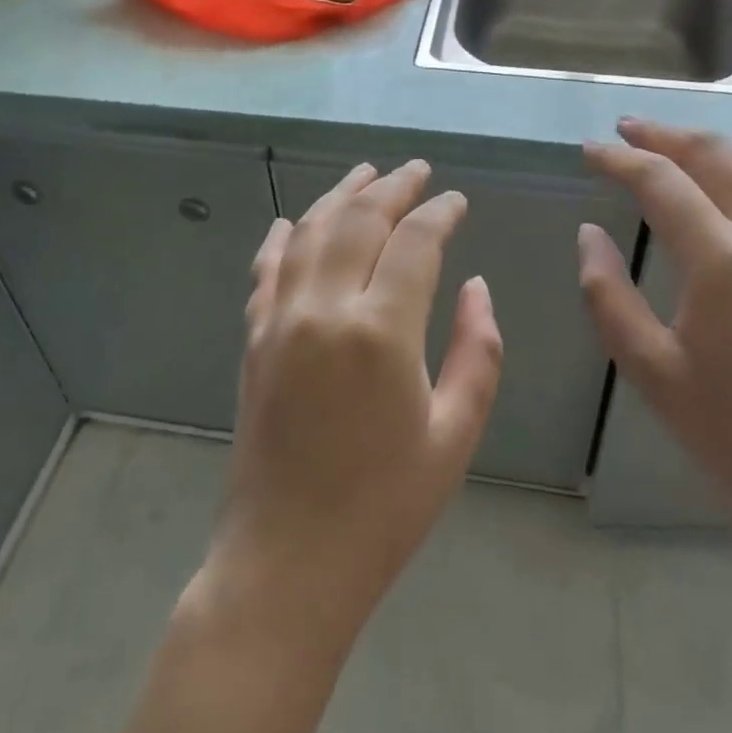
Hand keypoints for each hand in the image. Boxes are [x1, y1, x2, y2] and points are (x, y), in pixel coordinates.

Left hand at [207, 160, 503, 641]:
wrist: (287, 562)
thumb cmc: (385, 507)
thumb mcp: (454, 434)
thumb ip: (477, 351)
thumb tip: (475, 287)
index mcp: (381, 332)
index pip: (415, 242)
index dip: (440, 213)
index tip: (457, 200)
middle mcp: (325, 309)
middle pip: (359, 221)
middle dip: (392, 187)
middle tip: (417, 170)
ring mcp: (281, 320)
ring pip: (311, 232)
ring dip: (341, 195)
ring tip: (366, 173)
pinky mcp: (254, 339)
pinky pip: (267, 269)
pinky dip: (284, 237)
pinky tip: (295, 221)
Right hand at [577, 119, 731, 530]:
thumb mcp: (651, 369)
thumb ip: (608, 294)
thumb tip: (589, 234)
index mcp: (723, 259)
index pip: (661, 181)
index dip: (620, 160)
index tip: (589, 150)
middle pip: (714, 154)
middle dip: (665, 135)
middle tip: (627, 129)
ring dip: (707, 145)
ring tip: (671, 145)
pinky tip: (728, 184)